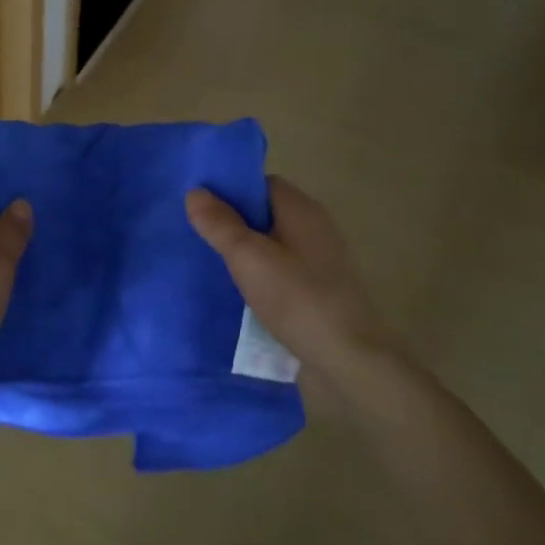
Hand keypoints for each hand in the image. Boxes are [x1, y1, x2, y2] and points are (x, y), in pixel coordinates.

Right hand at [186, 176, 391, 378]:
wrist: (349, 360)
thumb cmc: (297, 299)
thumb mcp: (248, 258)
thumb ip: (220, 224)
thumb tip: (195, 191)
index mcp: (301, 209)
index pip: (260, 184)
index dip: (230, 191)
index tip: (200, 208)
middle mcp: (315, 226)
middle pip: (265, 213)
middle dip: (233, 223)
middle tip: (198, 237)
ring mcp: (321, 259)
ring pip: (272, 243)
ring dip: (246, 252)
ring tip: (212, 265)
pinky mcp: (320, 288)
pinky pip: (282, 269)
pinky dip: (261, 274)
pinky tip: (240, 292)